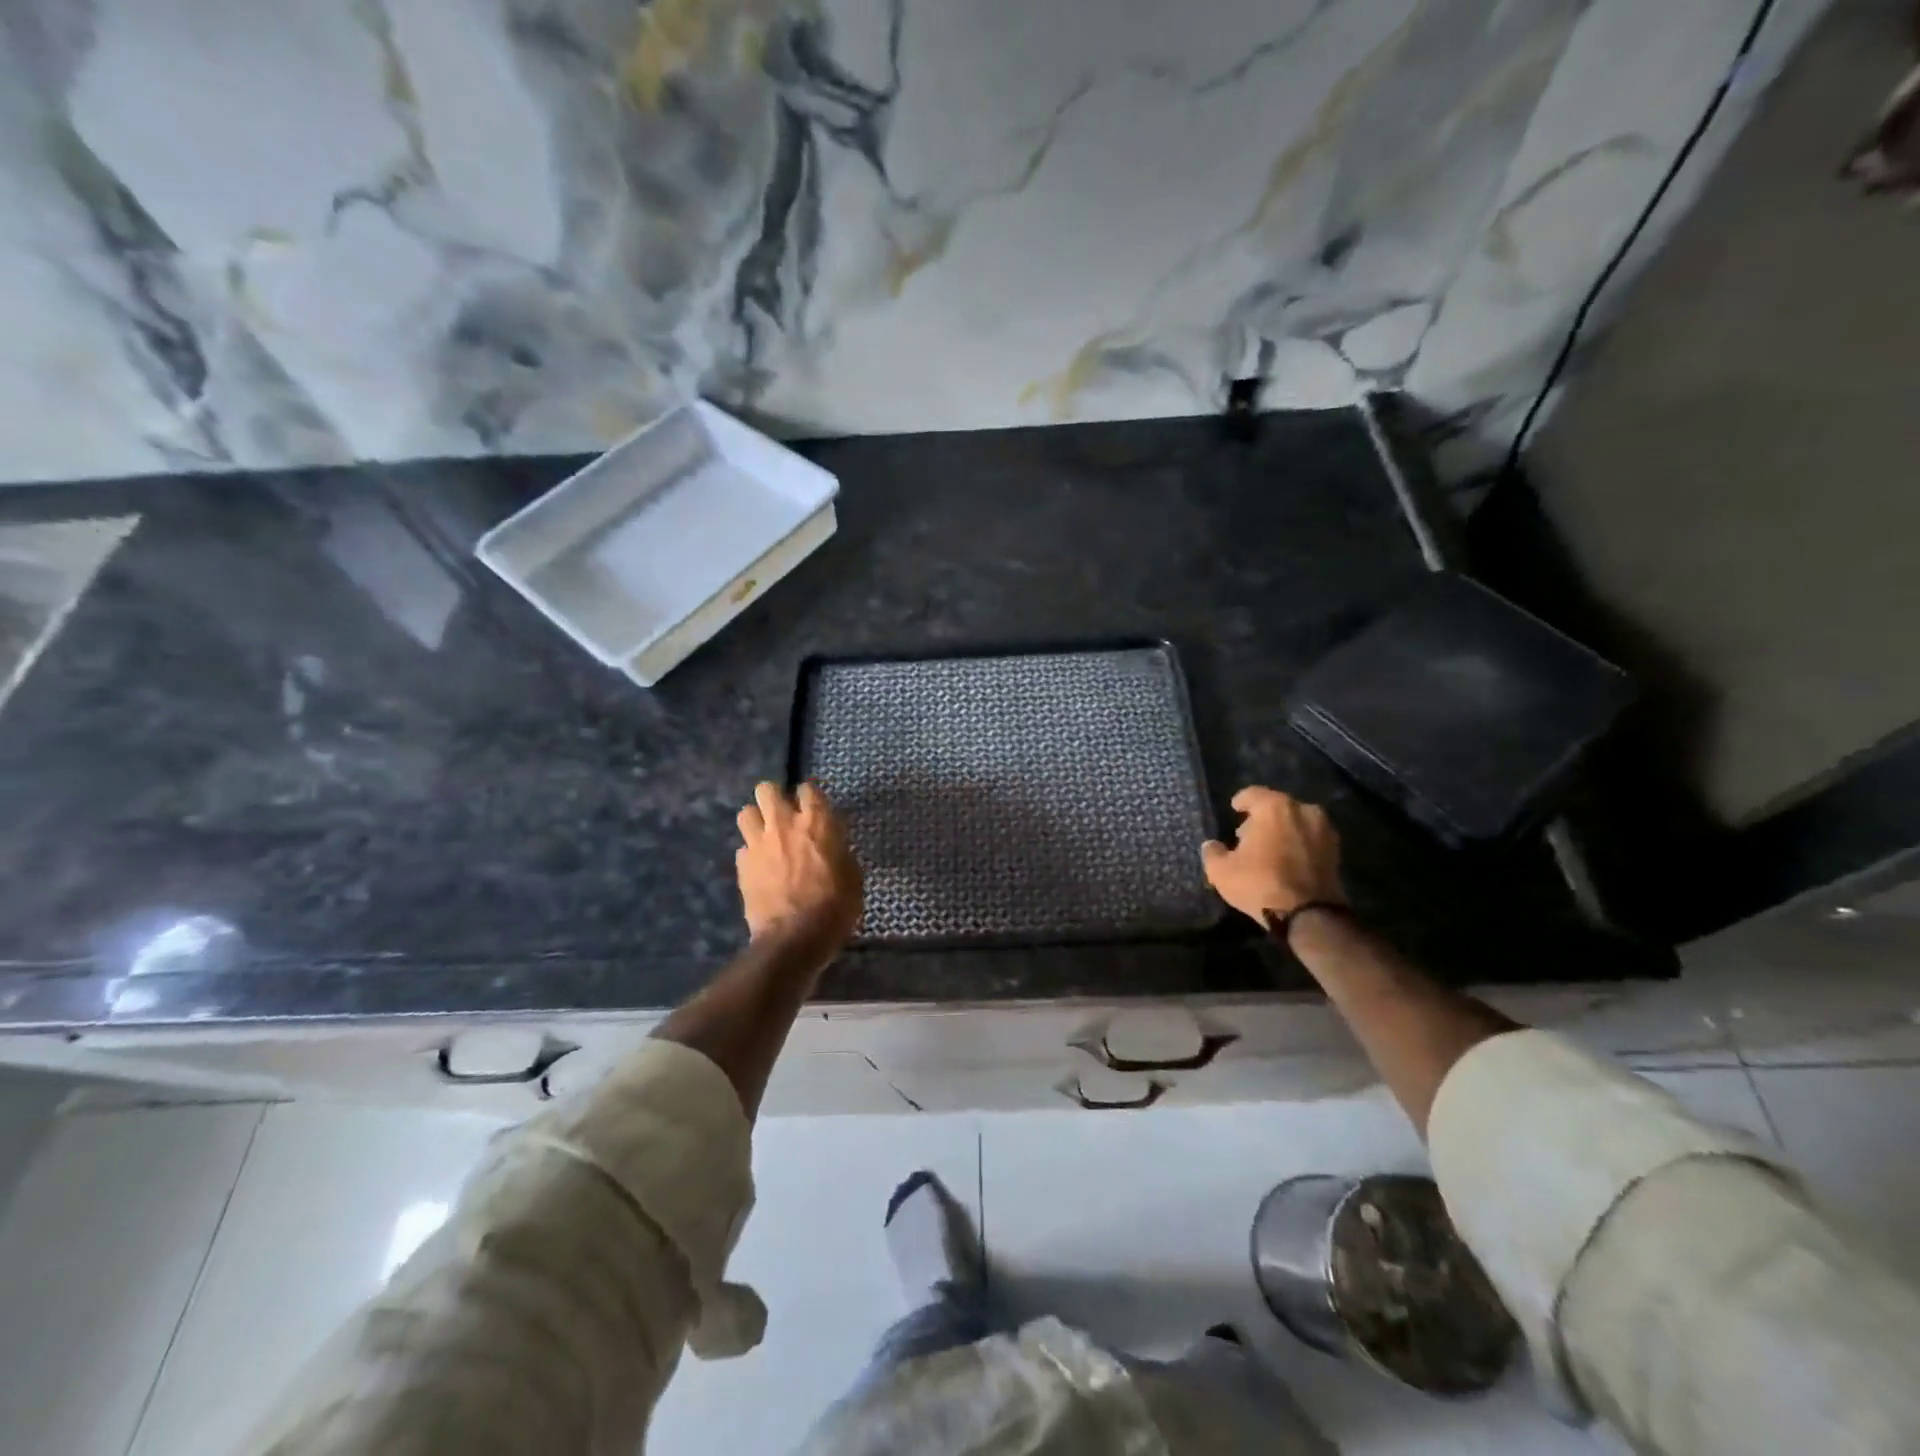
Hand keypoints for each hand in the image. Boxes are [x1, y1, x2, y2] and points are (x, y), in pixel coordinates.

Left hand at [735, 781, 863, 944]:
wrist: (794, 938)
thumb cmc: (834, 907)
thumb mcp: (852, 876)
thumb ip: (839, 851)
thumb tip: (832, 845)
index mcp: (817, 823)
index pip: (807, 789)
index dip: (809, 797)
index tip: (814, 809)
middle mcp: (783, 824)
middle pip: (766, 789)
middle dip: (774, 798)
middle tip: (784, 816)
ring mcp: (758, 844)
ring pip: (746, 812)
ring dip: (756, 821)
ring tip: (767, 837)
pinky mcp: (742, 866)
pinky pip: (742, 847)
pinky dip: (751, 853)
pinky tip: (761, 867)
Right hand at [1201, 786, 1344, 923]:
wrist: (1309, 914)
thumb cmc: (1260, 883)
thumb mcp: (1222, 871)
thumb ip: (1213, 853)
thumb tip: (1211, 845)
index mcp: (1274, 807)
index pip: (1252, 794)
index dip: (1241, 802)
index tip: (1235, 810)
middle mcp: (1303, 810)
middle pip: (1277, 807)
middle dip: (1262, 818)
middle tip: (1248, 835)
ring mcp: (1324, 830)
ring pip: (1297, 822)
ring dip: (1283, 830)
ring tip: (1270, 849)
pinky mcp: (1336, 851)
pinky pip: (1311, 839)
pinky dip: (1299, 844)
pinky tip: (1288, 860)